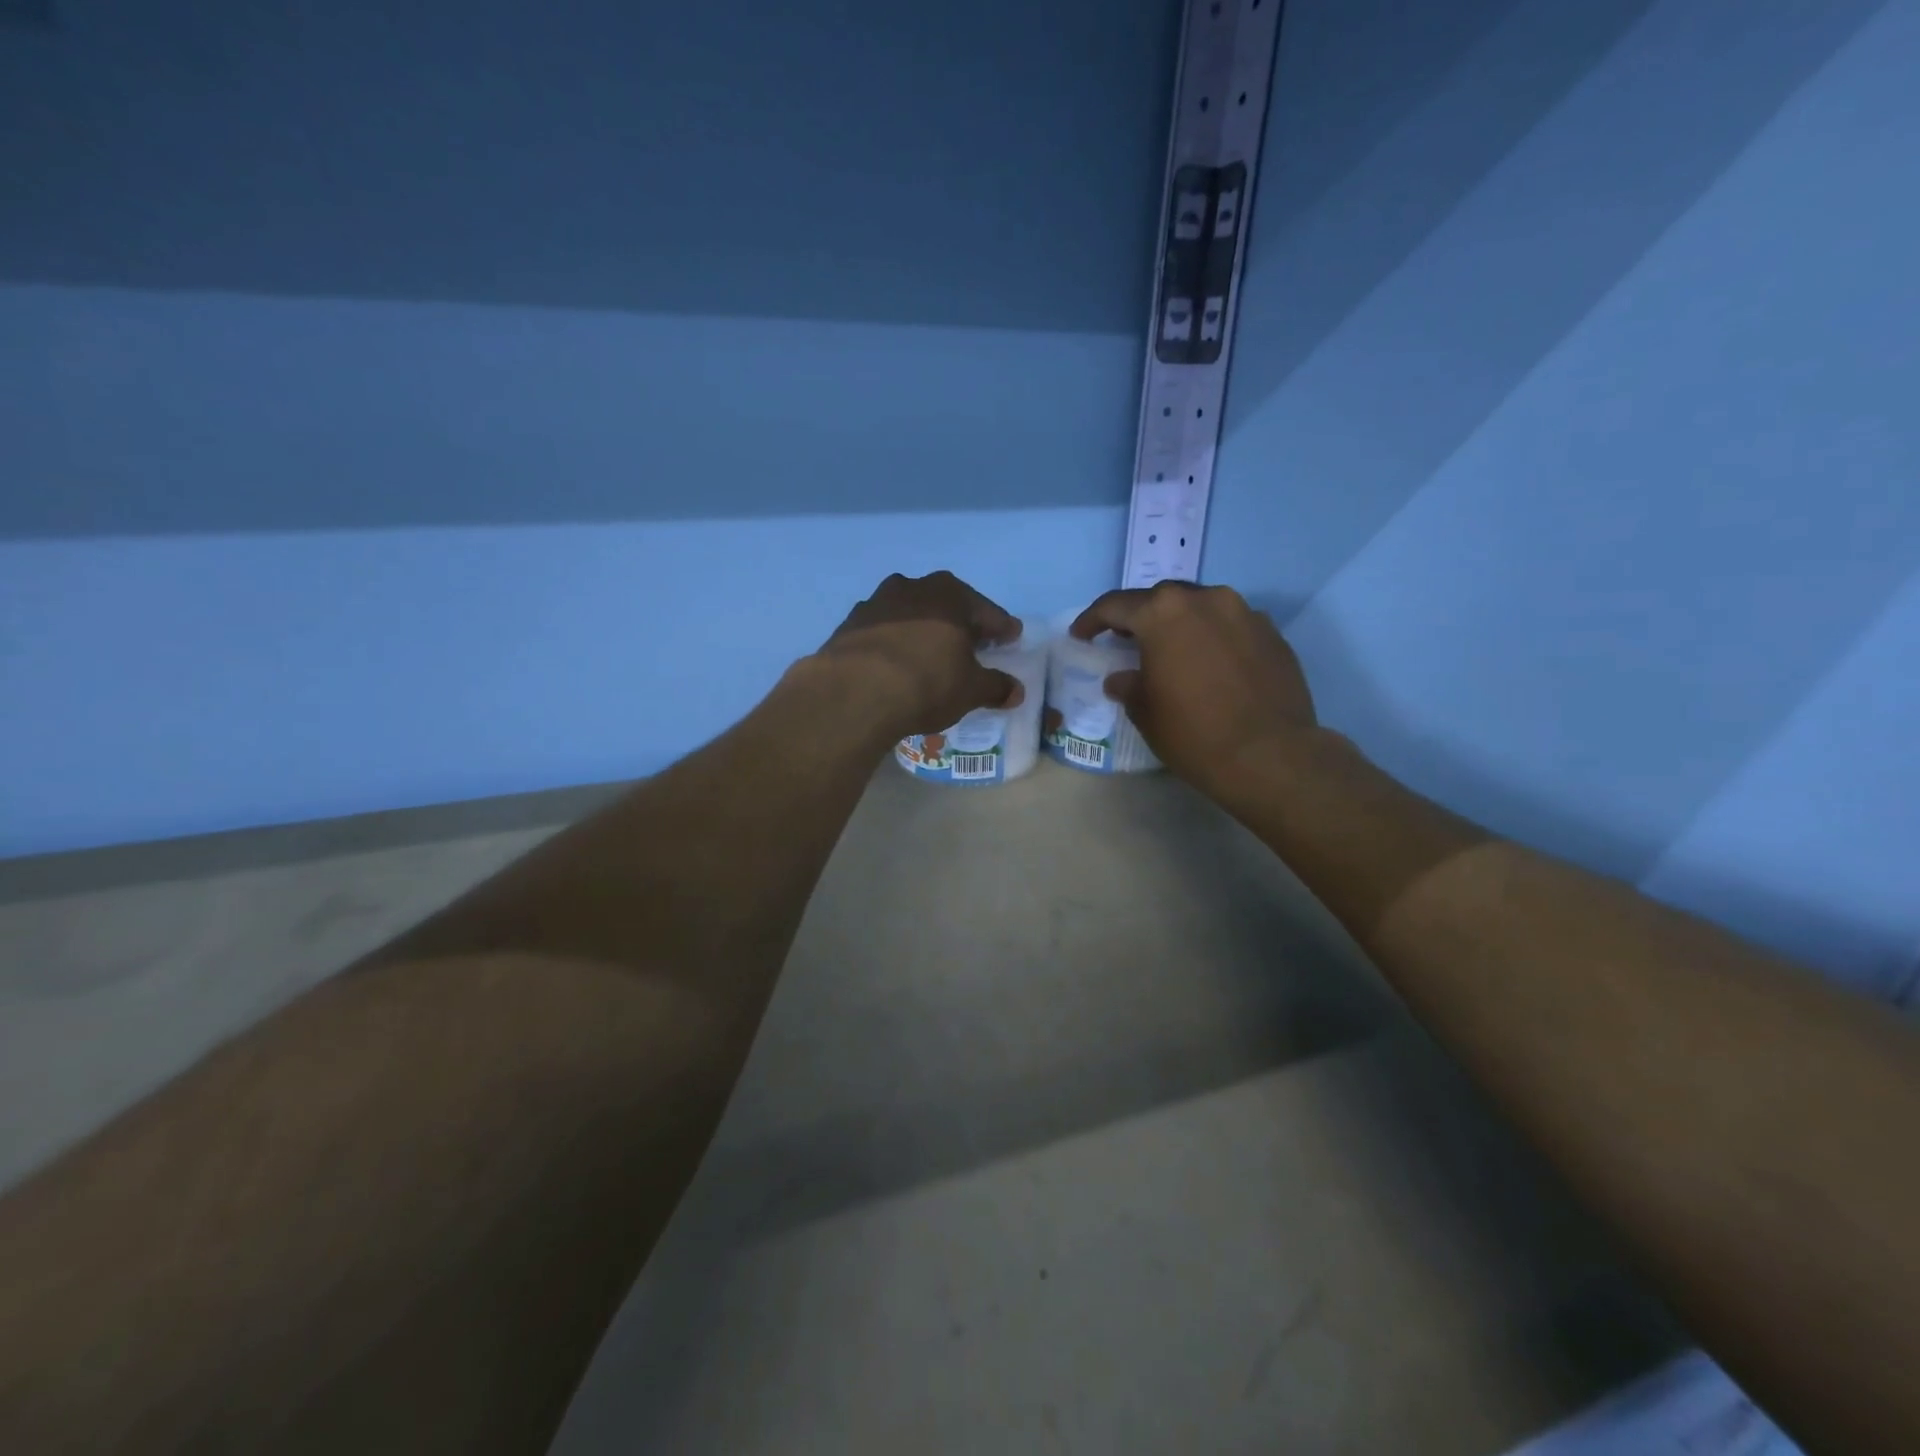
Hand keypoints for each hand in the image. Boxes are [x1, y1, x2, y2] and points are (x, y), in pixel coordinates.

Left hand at [814, 571, 1024, 738]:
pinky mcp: (849, 626)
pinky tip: (896, 664)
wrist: (854, 692)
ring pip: (910, 615)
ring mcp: (876, 603)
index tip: (1012, 638)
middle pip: (946, 606)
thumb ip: (995, 686)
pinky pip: (882, 632)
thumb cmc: (927, 682)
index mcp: (950, 594)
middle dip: (960, 624)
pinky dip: (894, 644)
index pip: (987, 611)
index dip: (1002, 628)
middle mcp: (912, 587)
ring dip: (923, 630)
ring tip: (930, 654)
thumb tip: (1015, 691)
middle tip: (973, 644)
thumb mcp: (971, 690)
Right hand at [1070, 583, 1316, 798]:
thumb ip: (1128, 685)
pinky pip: (1231, 626)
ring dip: (1180, 624)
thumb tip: (1122, 678)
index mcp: (1164, 613)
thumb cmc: (1193, 732)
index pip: (1116, 605)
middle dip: (1140, 617)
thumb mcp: (1144, 712)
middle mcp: (1206, 599)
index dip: (1093, 620)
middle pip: (1162, 598)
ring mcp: (1245, 613)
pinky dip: (1213, 638)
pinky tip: (1210, 666)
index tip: (1081, 635)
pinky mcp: (1273, 634)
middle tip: (1126, 640)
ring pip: (1201, 608)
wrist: (1269, 755)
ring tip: (1172, 652)